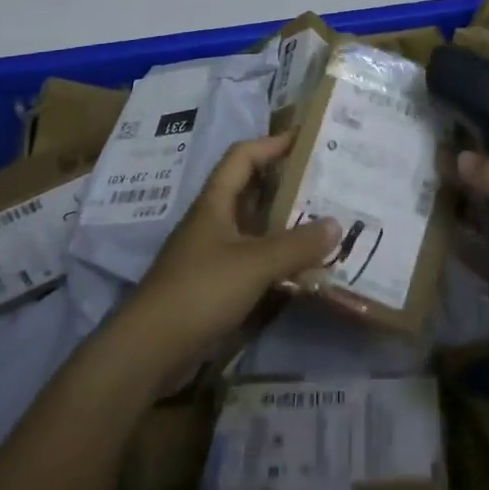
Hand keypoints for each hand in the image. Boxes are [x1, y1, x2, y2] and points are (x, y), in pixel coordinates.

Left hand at [128, 133, 339, 372]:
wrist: (150, 349)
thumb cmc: (200, 290)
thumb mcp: (254, 264)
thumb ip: (296, 245)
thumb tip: (337, 223)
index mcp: (215, 201)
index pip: (243, 156)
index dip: (271, 143)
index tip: (305, 140)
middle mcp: (212, 221)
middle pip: (249, 189)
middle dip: (283, 183)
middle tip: (322, 182)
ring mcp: (212, 254)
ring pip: (253, 227)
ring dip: (282, 222)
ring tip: (321, 221)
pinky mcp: (214, 285)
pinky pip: (251, 259)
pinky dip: (275, 257)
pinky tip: (300, 267)